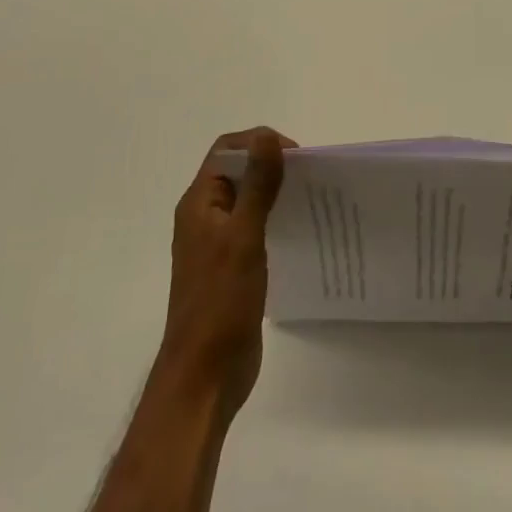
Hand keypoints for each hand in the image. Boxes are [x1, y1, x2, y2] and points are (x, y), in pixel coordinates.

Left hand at [156, 127, 294, 417]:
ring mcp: (218, 244)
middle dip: (272, 166)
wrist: (205, 375)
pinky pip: (255, 229)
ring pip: (249, 201)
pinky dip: (276, 221)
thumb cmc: (220, 301)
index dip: (259, 143)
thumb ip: (258, 185)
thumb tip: (267, 136)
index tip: (296, 157)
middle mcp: (205, 217)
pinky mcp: (232, 267)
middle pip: (239, 172)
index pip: (227, 150)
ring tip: (313, 201)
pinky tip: (301, 232)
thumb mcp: (243, 236)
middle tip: (311, 178)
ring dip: (276, 194)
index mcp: (199, 203)